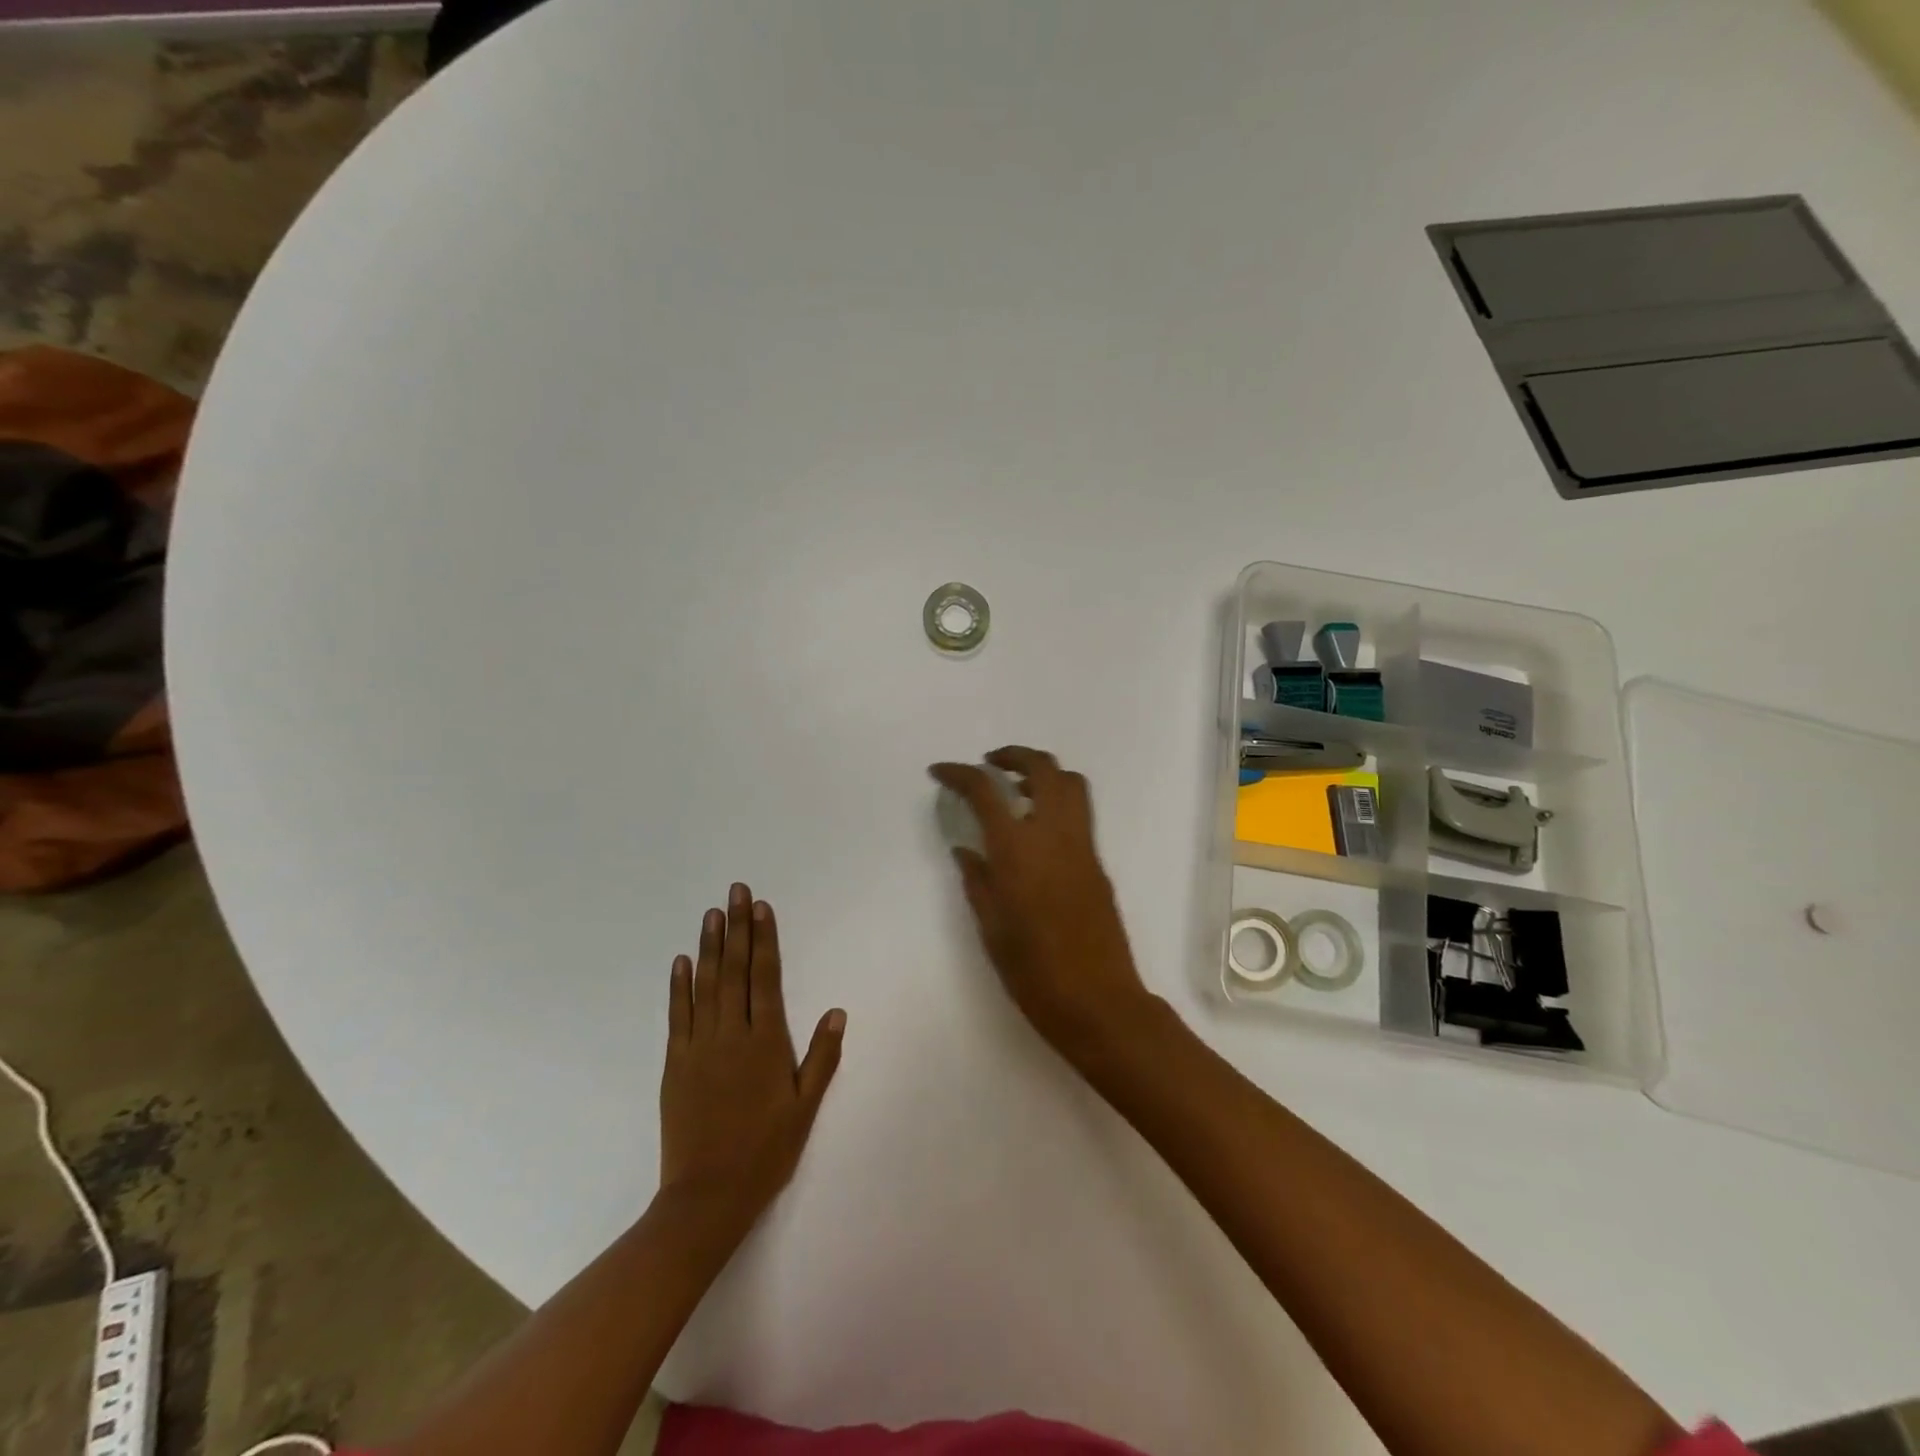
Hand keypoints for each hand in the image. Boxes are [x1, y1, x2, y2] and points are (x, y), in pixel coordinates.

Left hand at [659, 883, 845, 1231]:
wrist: (707, 1196)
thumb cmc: (765, 1151)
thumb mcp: (805, 1108)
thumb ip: (821, 1057)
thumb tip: (836, 1011)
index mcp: (766, 1042)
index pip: (766, 978)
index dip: (764, 939)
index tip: (761, 907)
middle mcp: (732, 1034)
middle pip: (735, 971)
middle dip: (737, 928)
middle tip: (735, 891)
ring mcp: (699, 1047)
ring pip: (706, 985)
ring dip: (710, 946)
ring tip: (712, 914)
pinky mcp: (675, 1063)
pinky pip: (677, 1016)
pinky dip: (679, 986)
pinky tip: (681, 961)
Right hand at [929, 747, 1158, 1061]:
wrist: (1099, 1002)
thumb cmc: (1034, 973)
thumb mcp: (991, 929)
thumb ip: (977, 881)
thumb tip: (966, 849)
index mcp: (1018, 851)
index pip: (987, 791)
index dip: (960, 774)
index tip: (940, 771)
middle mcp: (1054, 835)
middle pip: (1042, 767)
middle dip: (1013, 755)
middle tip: (988, 765)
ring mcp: (1083, 846)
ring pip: (1070, 782)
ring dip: (1042, 772)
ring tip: (1016, 788)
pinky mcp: (1098, 862)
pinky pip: (1079, 812)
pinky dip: (1056, 799)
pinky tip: (1035, 828)